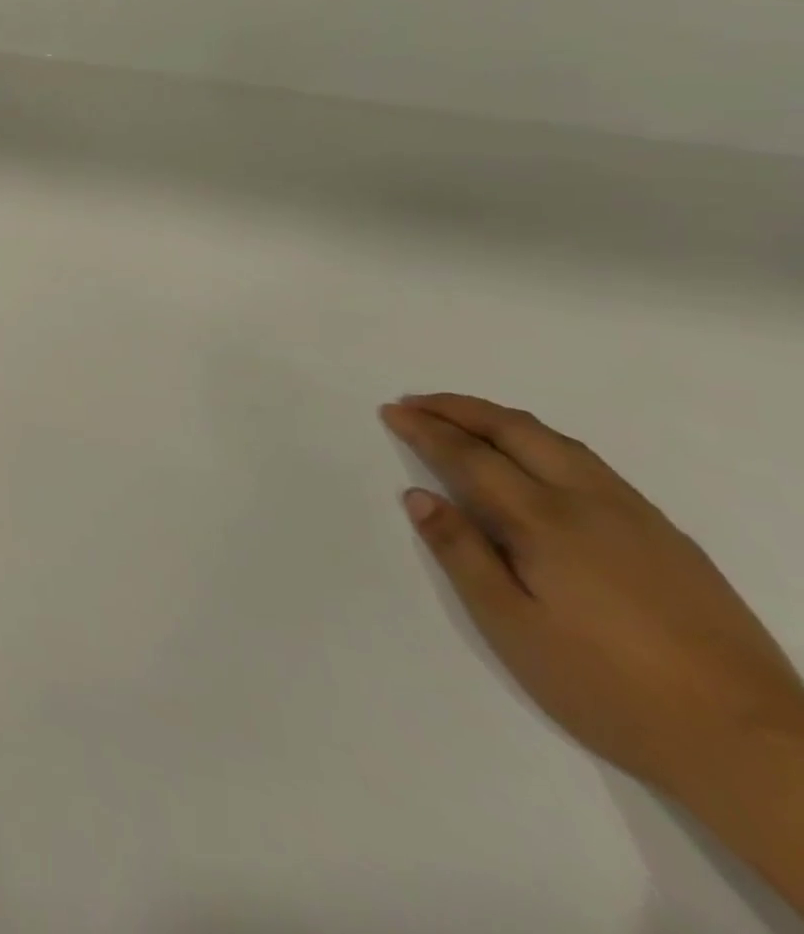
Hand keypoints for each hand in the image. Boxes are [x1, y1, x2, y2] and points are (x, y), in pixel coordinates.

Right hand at [383, 394, 803, 797]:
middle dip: (460, 409)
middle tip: (416, 401)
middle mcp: (592, 504)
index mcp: (546, 523)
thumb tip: (419, 496)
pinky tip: (533, 461)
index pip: (470, 456)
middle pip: (517, 432)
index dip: (426, 430)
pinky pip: (591, 464)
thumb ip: (462, 554)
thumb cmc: (608, 687)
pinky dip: (543, 442)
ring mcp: (638, 518)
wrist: (755, 747)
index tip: (392, 411)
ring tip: (463, 417)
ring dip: (502, 420)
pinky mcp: (668, 538)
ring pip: (560, 443)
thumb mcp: (512, 626)